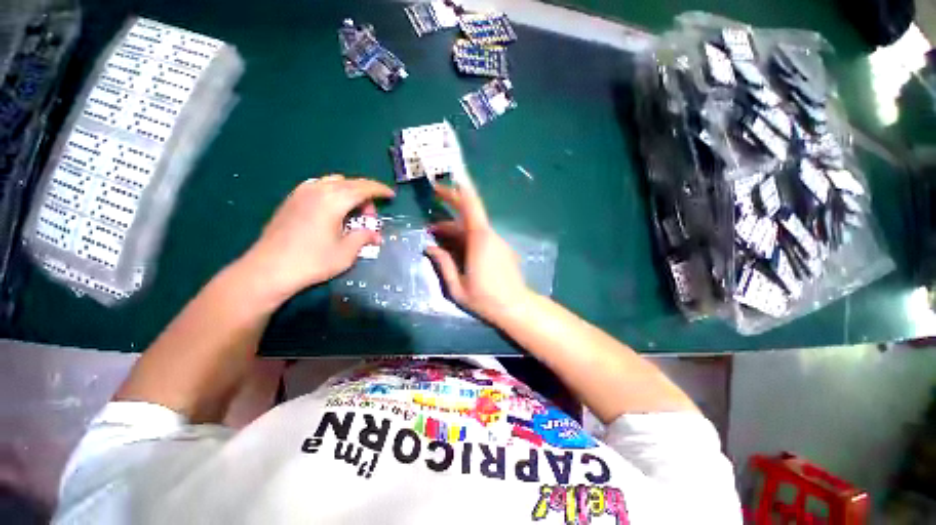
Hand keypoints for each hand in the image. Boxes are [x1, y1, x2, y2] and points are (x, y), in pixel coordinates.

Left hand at [240, 175, 394, 304]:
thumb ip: (363, 237)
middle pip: (350, 183)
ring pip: (333, 182)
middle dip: (366, 195)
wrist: (269, 269)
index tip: (392, 195)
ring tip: (352, 212)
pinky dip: (333, 193)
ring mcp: (301, 193)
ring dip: (349, 192)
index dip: (380, 190)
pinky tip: (333, 210)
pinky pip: (319, 186)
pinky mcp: (291, 199)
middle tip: (370, 217)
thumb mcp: (346, 252)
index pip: (364, 188)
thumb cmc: (313, 261)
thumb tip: (376, 235)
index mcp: (334, 200)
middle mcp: (318, 190)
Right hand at [425, 178, 531, 323]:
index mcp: (479, 240)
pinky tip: (454, 246)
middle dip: (452, 203)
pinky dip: (465, 235)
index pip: (470, 206)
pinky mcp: (501, 249)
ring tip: (436, 234)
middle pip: (470, 213)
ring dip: (455, 226)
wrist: (516, 307)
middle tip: (434, 198)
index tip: (440, 185)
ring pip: (473, 226)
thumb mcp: (457, 287)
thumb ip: (442, 264)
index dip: (456, 191)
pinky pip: (480, 236)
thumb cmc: (485, 299)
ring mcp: (497, 241)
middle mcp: (490, 235)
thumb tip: (429, 247)